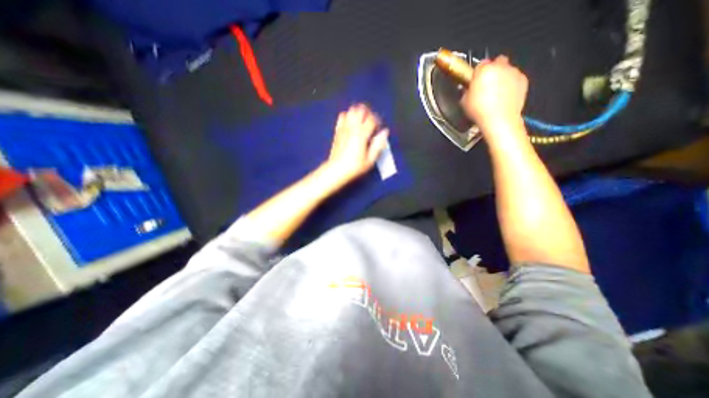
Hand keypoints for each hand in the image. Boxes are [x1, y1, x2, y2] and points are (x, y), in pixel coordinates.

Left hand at [323, 102, 390, 182]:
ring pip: (351, 111)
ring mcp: (344, 129)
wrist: (337, 170)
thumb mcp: (370, 159)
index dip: (377, 121)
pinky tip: (351, 122)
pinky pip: (342, 116)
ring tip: (362, 120)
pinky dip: (347, 116)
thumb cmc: (354, 167)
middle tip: (371, 122)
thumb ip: (378, 144)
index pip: (372, 119)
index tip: (378, 128)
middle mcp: (352, 129)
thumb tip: (384, 133)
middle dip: (368, 113)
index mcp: (362, 135)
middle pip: (361, 110)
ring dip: (358, 112)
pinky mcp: (338, 131)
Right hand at [464, 54, 527, 134]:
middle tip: (486, 85)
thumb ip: (467, 90)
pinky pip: (516, 78)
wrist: (499, 120)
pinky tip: (504, 97)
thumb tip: (468, 89)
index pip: (480, 64)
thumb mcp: (464, 101)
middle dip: (493, 70)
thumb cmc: (479, 111)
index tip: (474, 82)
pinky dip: (511, 84)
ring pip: (507, 70)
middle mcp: (501, 67)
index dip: (477, 73)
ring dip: (502, 77)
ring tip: (496, 93)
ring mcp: (514, 73)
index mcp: (484, 70)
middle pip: (497, 62)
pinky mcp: (523, 81)